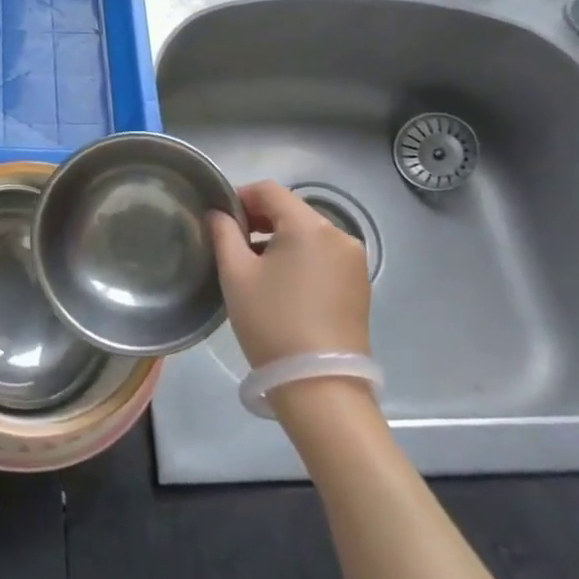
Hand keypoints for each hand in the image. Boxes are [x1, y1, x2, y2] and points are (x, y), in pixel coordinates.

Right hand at [207, 180, 370, 367]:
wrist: (320, 387)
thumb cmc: (272, 323)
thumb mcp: (236, 275)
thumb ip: (223, 233)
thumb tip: (218, 213)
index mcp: (310, 225)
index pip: (270, 191)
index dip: (240, 196)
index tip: (219, 217)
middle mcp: (339, 235)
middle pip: (292, 210)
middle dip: (259, 219)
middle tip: (230, 241)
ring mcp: (354, 261)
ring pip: (308, 233)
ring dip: (279, 239)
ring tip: (253, 266)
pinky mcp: (359, 285)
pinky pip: (323, 255)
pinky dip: (300, 257)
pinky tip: (281, 283)